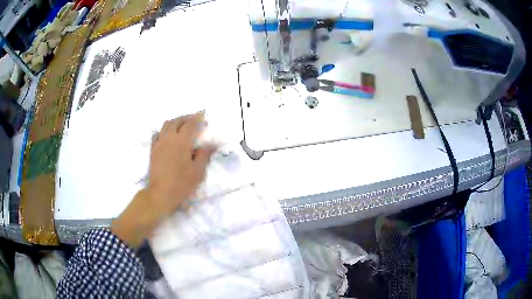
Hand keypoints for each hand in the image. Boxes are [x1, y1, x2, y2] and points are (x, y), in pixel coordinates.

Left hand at [148, 112, 215, 214]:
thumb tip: (209, 145)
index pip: (190, 124)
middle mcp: (169, 138)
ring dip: (175, 121)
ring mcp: (159, 143)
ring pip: (166, 125)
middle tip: (194, 119)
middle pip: (177, 121)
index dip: (198, 118)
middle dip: (187, 117)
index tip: (203, 116)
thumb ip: (204, 155)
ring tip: (182, 124)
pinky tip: (167, 135)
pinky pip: (158, 134)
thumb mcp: (198, 172)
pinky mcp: (153, 150)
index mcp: (182, 142)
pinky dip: (164, 130)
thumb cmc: (181, 184)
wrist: (160, 194)